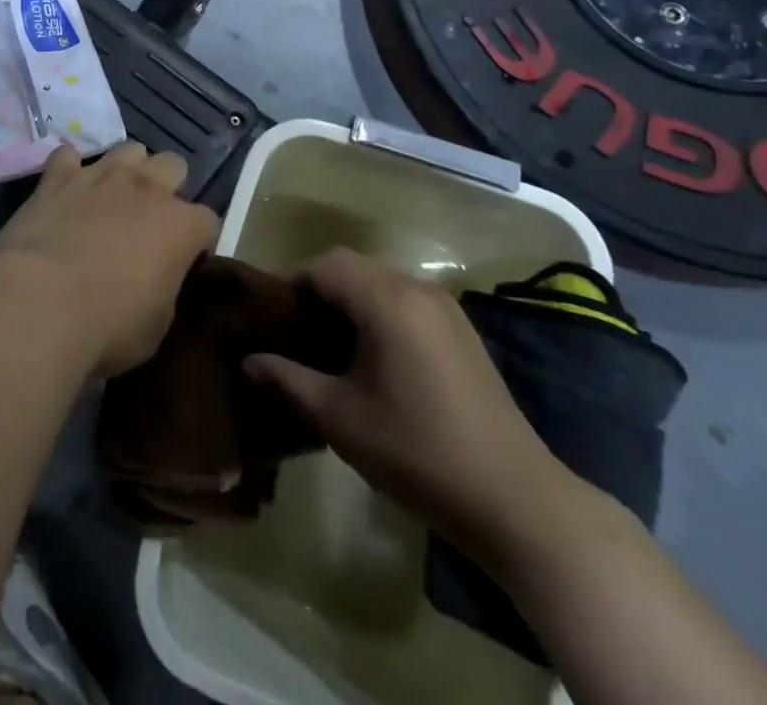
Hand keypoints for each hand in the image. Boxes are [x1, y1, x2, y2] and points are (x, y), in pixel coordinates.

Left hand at [0, 143, 218, 377]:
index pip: (207, 221)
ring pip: (128, 150)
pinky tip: (66, 189)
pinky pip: (68, 156)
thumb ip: (166, 290)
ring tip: (113, 199)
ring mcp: (100, 176)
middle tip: (151, 222)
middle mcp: (145, 188)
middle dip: (169, 187)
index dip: (198, 242)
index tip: (184, 262)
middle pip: (174, 165)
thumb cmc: (107, 327)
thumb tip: (159, 280)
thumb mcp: (157, 327)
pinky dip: (70, 170)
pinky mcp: (57, 177)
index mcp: (180, 225)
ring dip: (127, 170)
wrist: (39, 303)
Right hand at [245, 248, 580, 557]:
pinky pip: (405, 299)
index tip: (269, 317)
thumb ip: (288, 380)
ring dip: (348, 298)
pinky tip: (371, 355)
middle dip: (316, 288)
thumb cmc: (417, 451)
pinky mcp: (462, 331)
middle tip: (293, 330)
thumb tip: (249, 360)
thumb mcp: (340, 418)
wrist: (517, 501)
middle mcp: (416, 289)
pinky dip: (378, 310)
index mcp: (385, 299)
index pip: (323, 265)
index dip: (289, 283)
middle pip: (352, 265)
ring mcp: (445, 308)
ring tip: (326, 342)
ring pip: (380, 280)